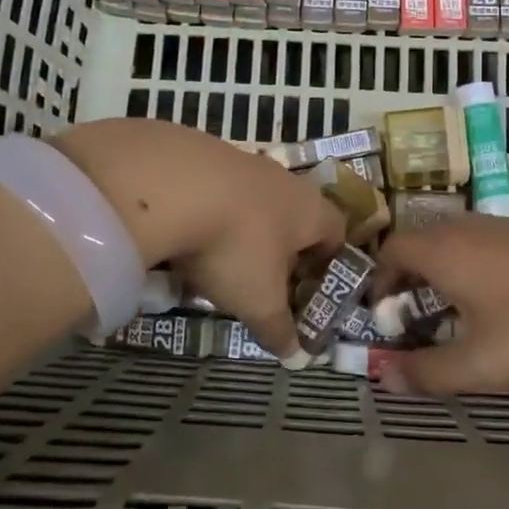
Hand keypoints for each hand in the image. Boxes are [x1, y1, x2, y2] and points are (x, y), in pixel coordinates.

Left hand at [55, 119, 343, 361]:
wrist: (172, 183)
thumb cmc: (236, 246)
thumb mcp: (259, 301)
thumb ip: (278, 328)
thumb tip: (295, 355)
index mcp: (310, 210)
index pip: (336, 232)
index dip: (327, 262)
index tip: (309, 287)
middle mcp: (284, 180)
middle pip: (294, 215)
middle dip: (281, 248)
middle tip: (263, 280)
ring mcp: (242, 162)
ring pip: (252, 201)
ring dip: (241, 228)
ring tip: (217, 260)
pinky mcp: (201, 153)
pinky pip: (214, 189)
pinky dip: (206, 212)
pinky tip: (183, 235)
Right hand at [373, 215, 508, 394]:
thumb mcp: (481, 363)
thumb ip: (427, 372)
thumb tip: (384, 377)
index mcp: (441, 250)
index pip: (389, 252)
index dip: (377, 284)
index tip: (383, 319)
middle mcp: (463, 228)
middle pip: (418, 245)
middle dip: (406, 282)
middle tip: (412, 322)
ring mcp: (499, 225)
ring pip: (451, 245)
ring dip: (439, 276)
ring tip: (452, 317)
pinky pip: (480, 246)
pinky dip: (470, 269)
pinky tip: (497, 303)